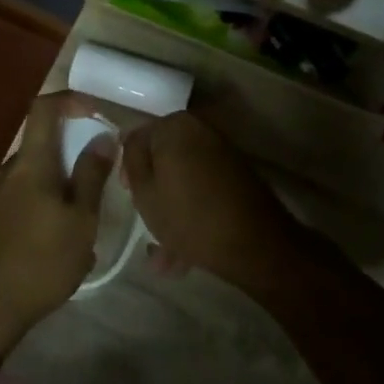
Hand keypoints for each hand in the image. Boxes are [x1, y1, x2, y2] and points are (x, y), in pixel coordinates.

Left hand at [0, 92, 114, 344]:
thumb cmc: (41, 261)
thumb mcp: (81, 220)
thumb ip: (92, 176)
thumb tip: (102, 137)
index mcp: (29, 163)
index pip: (43, 108)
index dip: (69, 100)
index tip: (95, 112)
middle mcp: (5, 171)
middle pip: (40, 146)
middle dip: (70, 157)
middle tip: (97, 186)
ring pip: (31, 177)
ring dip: (57, 188)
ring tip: (79, 225)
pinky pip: (19, 200)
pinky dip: (41, 207)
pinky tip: (55, 245)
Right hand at [120, 113, 318, 299]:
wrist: (256, 244)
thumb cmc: (189, 216)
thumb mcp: (144, 191)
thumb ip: (132, 160)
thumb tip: (131, 143)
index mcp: (174, 126)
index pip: (136, 139)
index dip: (127, 168)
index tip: (128, 196)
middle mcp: (200, 130)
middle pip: (162, 159)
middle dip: (152, 193)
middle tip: (146, 222)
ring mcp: (222, 152)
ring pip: (183, 180)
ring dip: (172, 211)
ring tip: (166, 257)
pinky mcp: (237, 175)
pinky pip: (203, 189)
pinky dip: (192, 212)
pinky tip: (184, 254)